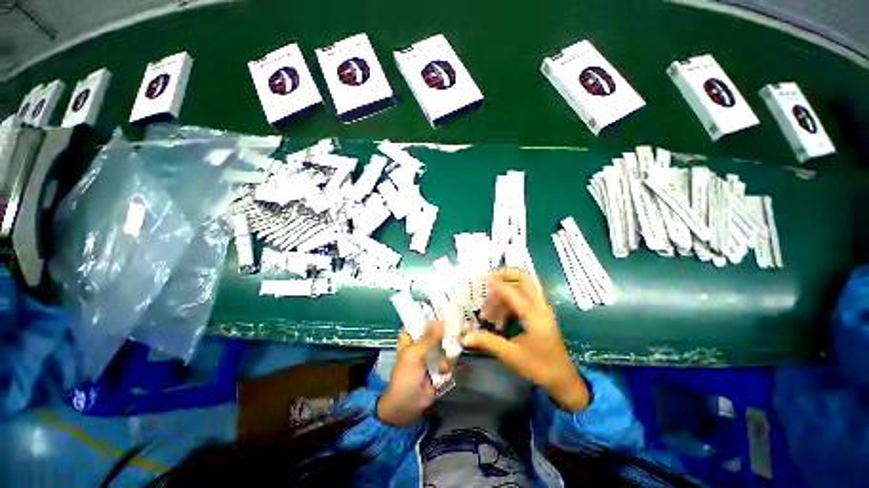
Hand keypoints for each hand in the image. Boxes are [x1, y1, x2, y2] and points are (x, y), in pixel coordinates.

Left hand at [377, 321, 448, 425]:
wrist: (407, 406)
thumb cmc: (405, 377)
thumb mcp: (414, 354)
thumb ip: (428, 337)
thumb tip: (441, 320)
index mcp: (411, 336)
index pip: (423, 318)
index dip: (434, 314)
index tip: (447, 309)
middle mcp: (422, 342)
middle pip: (438, 330)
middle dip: (447, 333)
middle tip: (456, 332)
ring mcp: (432, 354)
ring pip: (446, 345)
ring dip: (446, 355)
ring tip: (440, 366)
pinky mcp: (440, 366)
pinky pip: (449, 359)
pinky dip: (447, 366)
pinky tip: (441, 374)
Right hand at [462, 268, 589, 410]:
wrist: (563, 380)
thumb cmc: (539, 368)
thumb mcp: (511, 355)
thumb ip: (487, 341)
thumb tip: (464, 336)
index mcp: (533, 315)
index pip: (512, 291)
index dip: (495, 284)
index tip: (480, 280)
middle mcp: (539, 306)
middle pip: (525, 278)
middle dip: (505, 274)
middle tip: (488, 279)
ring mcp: (542, 309)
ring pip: (523, 287)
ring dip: (505, 291)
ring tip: (489, 309)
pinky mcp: (540, 314)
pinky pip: (524, 297)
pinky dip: (510, 300)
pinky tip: (499, 316)